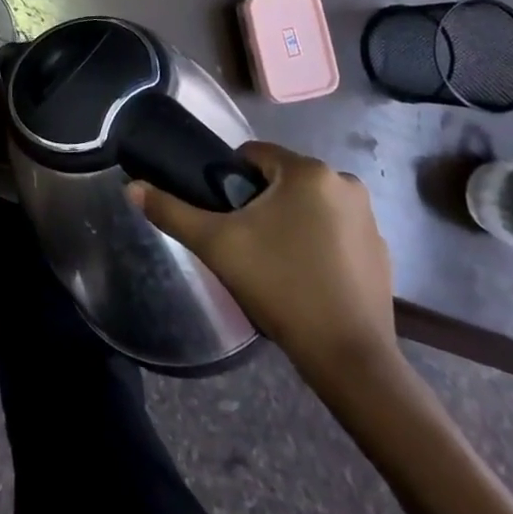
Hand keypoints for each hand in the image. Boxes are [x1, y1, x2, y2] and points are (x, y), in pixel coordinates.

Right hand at [129, 142, 397, 389]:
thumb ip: (172, 211)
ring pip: (309, 204)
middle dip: (261, 203)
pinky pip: (335, 230)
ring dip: (290, 221)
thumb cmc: (280, 286)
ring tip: (274, 263)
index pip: (254, 155)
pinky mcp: (382, 250)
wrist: (349, 358)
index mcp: (308, 171)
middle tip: (245, 243)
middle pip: (282, 179)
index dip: (230, 180)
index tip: (224, 215)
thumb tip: (131, 186)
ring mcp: (368, 217)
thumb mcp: (216, 245)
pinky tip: (306, 277)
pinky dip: (318, 243)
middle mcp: (344, 182)